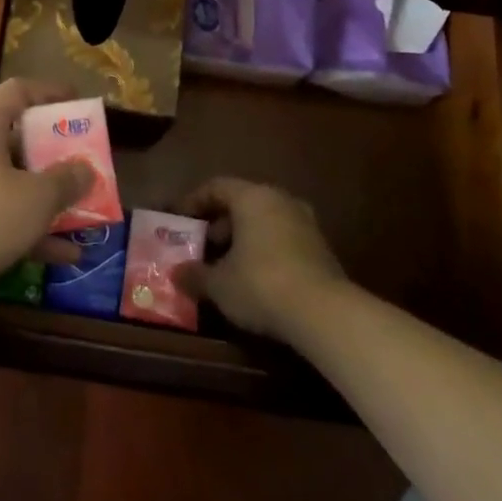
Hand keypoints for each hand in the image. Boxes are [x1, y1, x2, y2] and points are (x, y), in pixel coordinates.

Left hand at [0, 79, 93, 292]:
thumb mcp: (39, 197)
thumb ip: (68, 180)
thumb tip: (85, 170)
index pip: (17, 90)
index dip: (49, 92)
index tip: (76, 103)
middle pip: (14, 136)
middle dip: (51, 151)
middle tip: (80, 158)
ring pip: (9, 179)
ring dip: (44, 195)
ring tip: (81, 210)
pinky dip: (28, 226)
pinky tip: (64, 254)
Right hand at [174, 178, 346, 341]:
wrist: (325, 314)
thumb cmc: (260, 284)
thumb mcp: (218, 284)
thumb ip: (195, 275)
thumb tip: (176, 273)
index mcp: (253, 197)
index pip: (216, 186)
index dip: (194, 201)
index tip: (179, 220)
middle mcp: (281, 201)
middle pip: (242, 202)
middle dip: (219, 223)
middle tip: (203, 245)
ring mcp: (306, 224)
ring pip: (265, 222)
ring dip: (243, 239)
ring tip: (227, 265)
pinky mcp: (322, 249)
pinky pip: (283, 240)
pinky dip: (265, 251)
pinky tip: (255, 278)